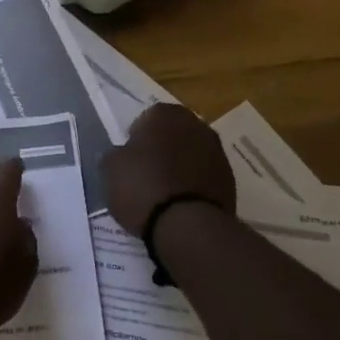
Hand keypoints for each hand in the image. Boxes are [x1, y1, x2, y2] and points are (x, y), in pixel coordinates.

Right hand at [101, 103, 236, 236]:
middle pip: (174, 133)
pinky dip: (193, 183)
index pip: (148, 116)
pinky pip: (204, 175)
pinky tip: (180, 203)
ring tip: (163, 191)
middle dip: (162, 147)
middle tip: (146, 171)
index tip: (129, 157)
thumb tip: (119, 154)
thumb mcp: (111, 169)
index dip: (137, 136)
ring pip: (191, 153)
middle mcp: (197, 126)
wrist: (187, 225)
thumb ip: (114, 154)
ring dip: (180, 165)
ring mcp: (217, 152)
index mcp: (166, 115)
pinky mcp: (229, 179)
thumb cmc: (143, 187)